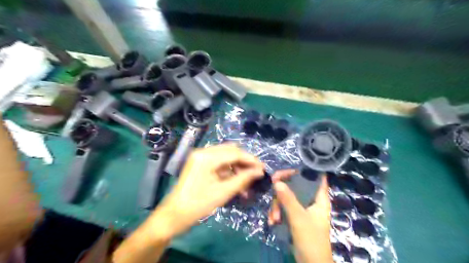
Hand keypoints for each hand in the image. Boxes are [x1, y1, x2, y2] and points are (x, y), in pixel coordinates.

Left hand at [149, 145, 263, 239]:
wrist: (174, 215)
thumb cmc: (198, 204)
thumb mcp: (224, 192)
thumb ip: (243, 179)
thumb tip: (260, 171)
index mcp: (206, 157)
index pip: (234, 152)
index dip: (250, 159)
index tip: (263, 168)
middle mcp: (203, 152)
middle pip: (230, 151)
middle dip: (244, 162)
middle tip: (255, 174)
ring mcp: (200, 156)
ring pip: (225, 156)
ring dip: (237, 167)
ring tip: (246, 182)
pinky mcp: (200, 163)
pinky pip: (219, 162)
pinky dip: (229, 170)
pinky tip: (236, 181)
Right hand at [270, 170, 331, 261]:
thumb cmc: (311, 240)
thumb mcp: (298, 218)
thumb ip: (288, 199)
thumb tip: (276, 181)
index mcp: (319, 198)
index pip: (315, 176)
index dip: (303, 170)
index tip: (287, 170)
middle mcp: (311, 200)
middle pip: (296, 185)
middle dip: (283, 191)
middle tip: (273, 190)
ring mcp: (302, 208)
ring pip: (287, 197)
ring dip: (277, 206)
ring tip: (273, 218)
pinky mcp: (295, 216)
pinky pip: (284, 208)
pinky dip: (277, 213)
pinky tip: (272, 222)